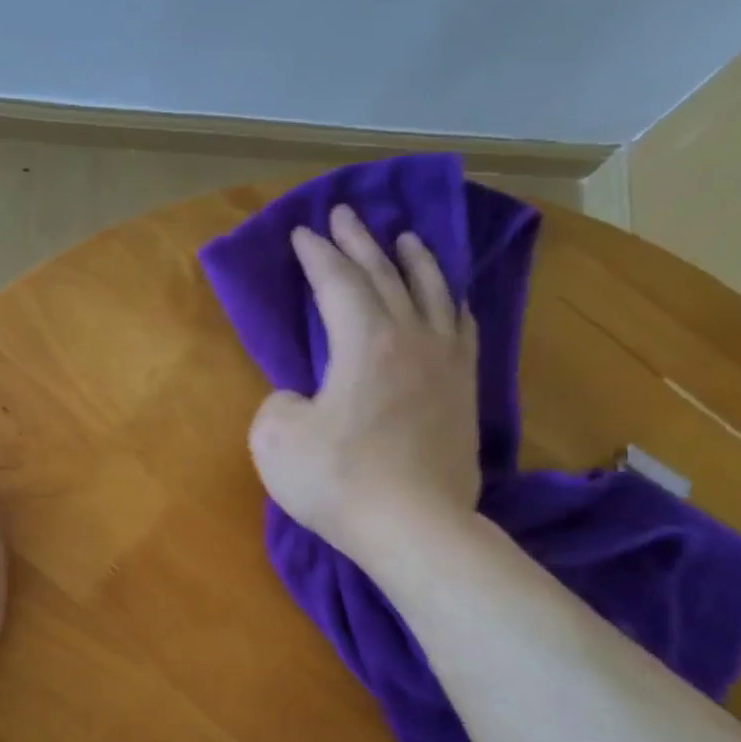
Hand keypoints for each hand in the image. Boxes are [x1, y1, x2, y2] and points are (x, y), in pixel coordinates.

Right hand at [249, 203, 480, 565]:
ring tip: (405, 237)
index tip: (301, 232)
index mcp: (364, 342)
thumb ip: (280, 402)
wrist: (414, 527)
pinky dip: (450, 303)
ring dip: (414, 261)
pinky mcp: (465, 393)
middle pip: (385, 275)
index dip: (316, 255)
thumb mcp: (275, 439)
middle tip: (344, 214)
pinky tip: (450, 299)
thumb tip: (302, 397)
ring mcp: (446, 364)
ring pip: (433, 293)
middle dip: (360, 242)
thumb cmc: (338, 480)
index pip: (338, 282)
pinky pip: (461, 329)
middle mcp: (411, 338)